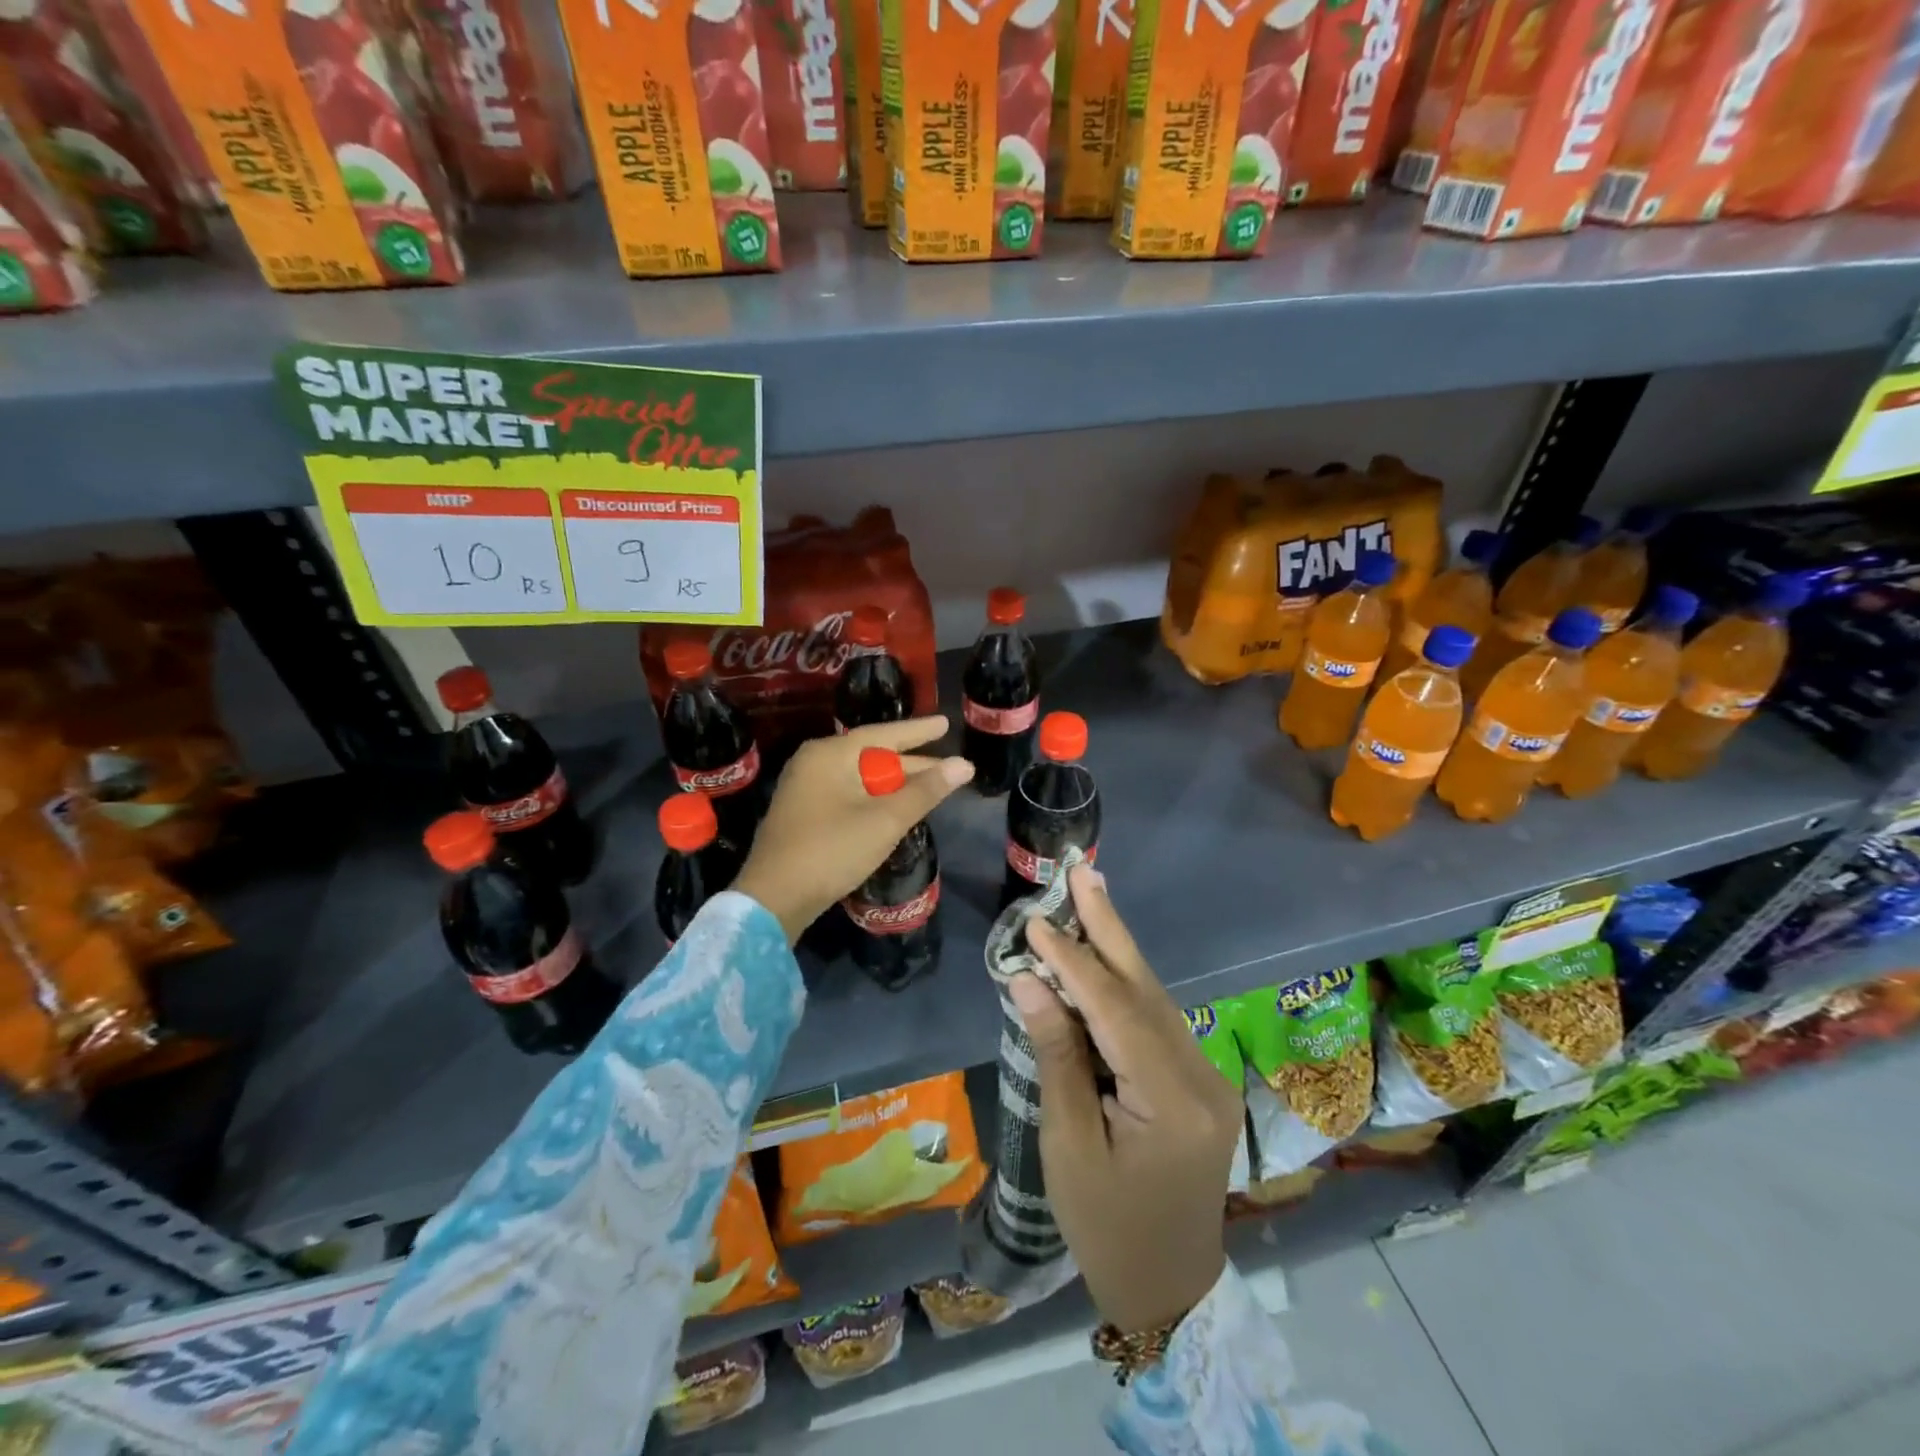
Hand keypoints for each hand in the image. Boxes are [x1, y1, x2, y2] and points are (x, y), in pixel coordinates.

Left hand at [732, 716, 972, 942]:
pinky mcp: (804, 814)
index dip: (919, 731)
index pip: (884, 734)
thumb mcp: (885, 819)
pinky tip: (895, 810)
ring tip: (930, 788)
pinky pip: (848, 795)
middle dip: (912, 765)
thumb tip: (964, 765)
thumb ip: (926, 791)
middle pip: (872, 756)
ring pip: (861, 779)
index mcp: (830, 754)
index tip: (946, 724)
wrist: (774, 898)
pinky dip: (875, 799)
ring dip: (895, 785)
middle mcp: (814, 763)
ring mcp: (805, 789)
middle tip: (949, 767)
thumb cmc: (832, 850)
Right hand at [1008, 865, 1239, 1333]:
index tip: (1036, 921)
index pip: (1115, 1010)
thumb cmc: (1106, 1227)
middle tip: (1084, 872)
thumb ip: (1055, 1056)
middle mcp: (1201, 1075)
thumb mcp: (1068, 1146)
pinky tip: (1100, 959)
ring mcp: (1206, 1075)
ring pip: (1153, 997)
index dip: (1074, 961)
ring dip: (1115, 949)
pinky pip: (1155, 1019)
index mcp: (1172, 1101)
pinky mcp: (1198, 1079)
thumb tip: (1030, 980)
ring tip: (1087, 897)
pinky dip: (1122, 985)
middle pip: (1146, 988)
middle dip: (1110, 927)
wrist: (1169, 1288)